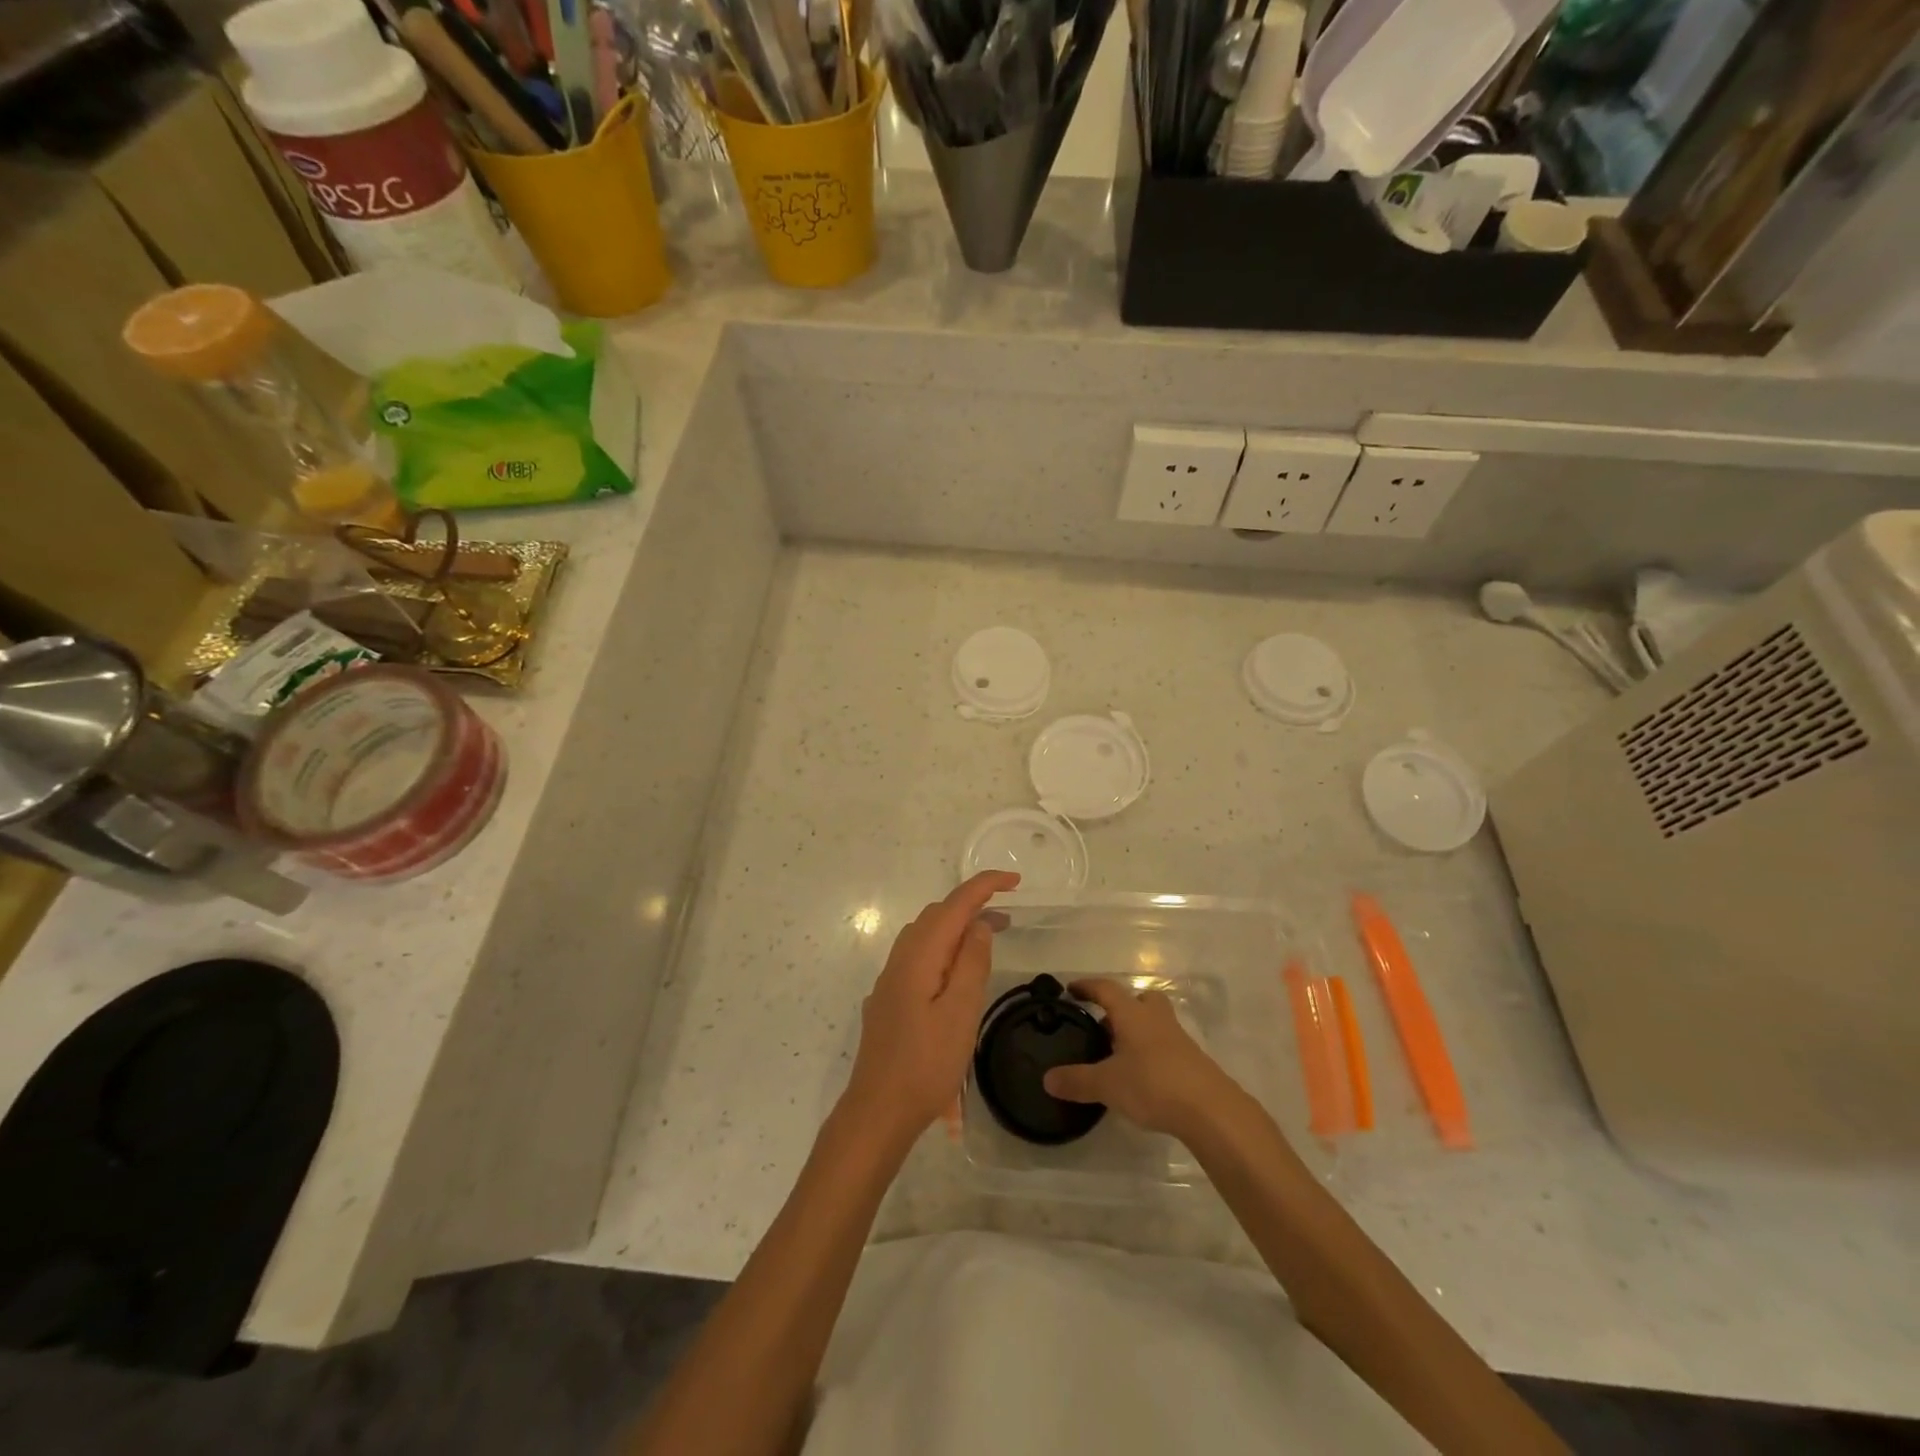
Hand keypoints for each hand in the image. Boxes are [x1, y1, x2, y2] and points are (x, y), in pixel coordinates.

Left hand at [842, 871, 1018, 1148]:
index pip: (954, 905)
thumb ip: (971, 963)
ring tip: (986, 940)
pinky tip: (954, 975)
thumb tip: (979, 925)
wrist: (878, 1110)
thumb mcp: (961, 1012)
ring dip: (956, 929)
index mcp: (919, 956)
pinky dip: (942, 951)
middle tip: (1008, 917)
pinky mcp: (889, 1000)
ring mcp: (890, 980)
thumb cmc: (926, 1064)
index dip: (984, 886)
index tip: (1014, 881)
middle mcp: (900, 959)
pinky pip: (918, 958)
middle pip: (937, 916)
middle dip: (972, 906)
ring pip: (925, 936)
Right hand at [1042, 980, 1245, 1142]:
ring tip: (1120, 1054)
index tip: (1072, 989)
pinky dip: (1152, 1053)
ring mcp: (1178, 1039)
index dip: (1088, 987)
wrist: (1211, 1109)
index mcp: (1132, 1014)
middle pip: (1140, 999)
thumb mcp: (1107, 1085)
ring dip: (1138, 1030)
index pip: (1106, 990)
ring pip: (1155, 1022)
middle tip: (1104, 1023)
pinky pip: (1166, 1046)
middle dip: (1122, 1007)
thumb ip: (1077, 1081)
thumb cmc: (1153, 1084)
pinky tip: (1143, 1076)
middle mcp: (1156, 1019)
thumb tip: (1047, 1079)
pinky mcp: (1192, 1062)